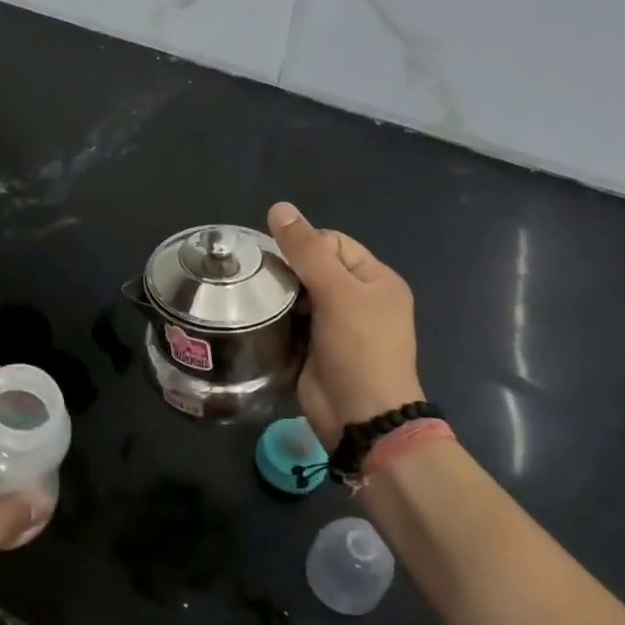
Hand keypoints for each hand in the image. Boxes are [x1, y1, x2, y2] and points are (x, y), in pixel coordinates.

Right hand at [267, 201, 423, 447]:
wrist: (361, 417)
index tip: (273, 257)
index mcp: (376, 279)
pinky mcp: (314, 346)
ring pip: (298, 294)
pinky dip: (275, 316)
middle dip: (285, 269)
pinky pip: (290, 320)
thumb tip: (278, 207)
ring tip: (248, 294)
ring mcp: (336, 325)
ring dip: (277, 293)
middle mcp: (358, 298)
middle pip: (313, 267)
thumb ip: (306, 250)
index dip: (303, 244)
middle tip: (254, 275)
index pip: (332, 242)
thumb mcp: (337, 292)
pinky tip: (254, 315)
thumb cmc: (359, 349)